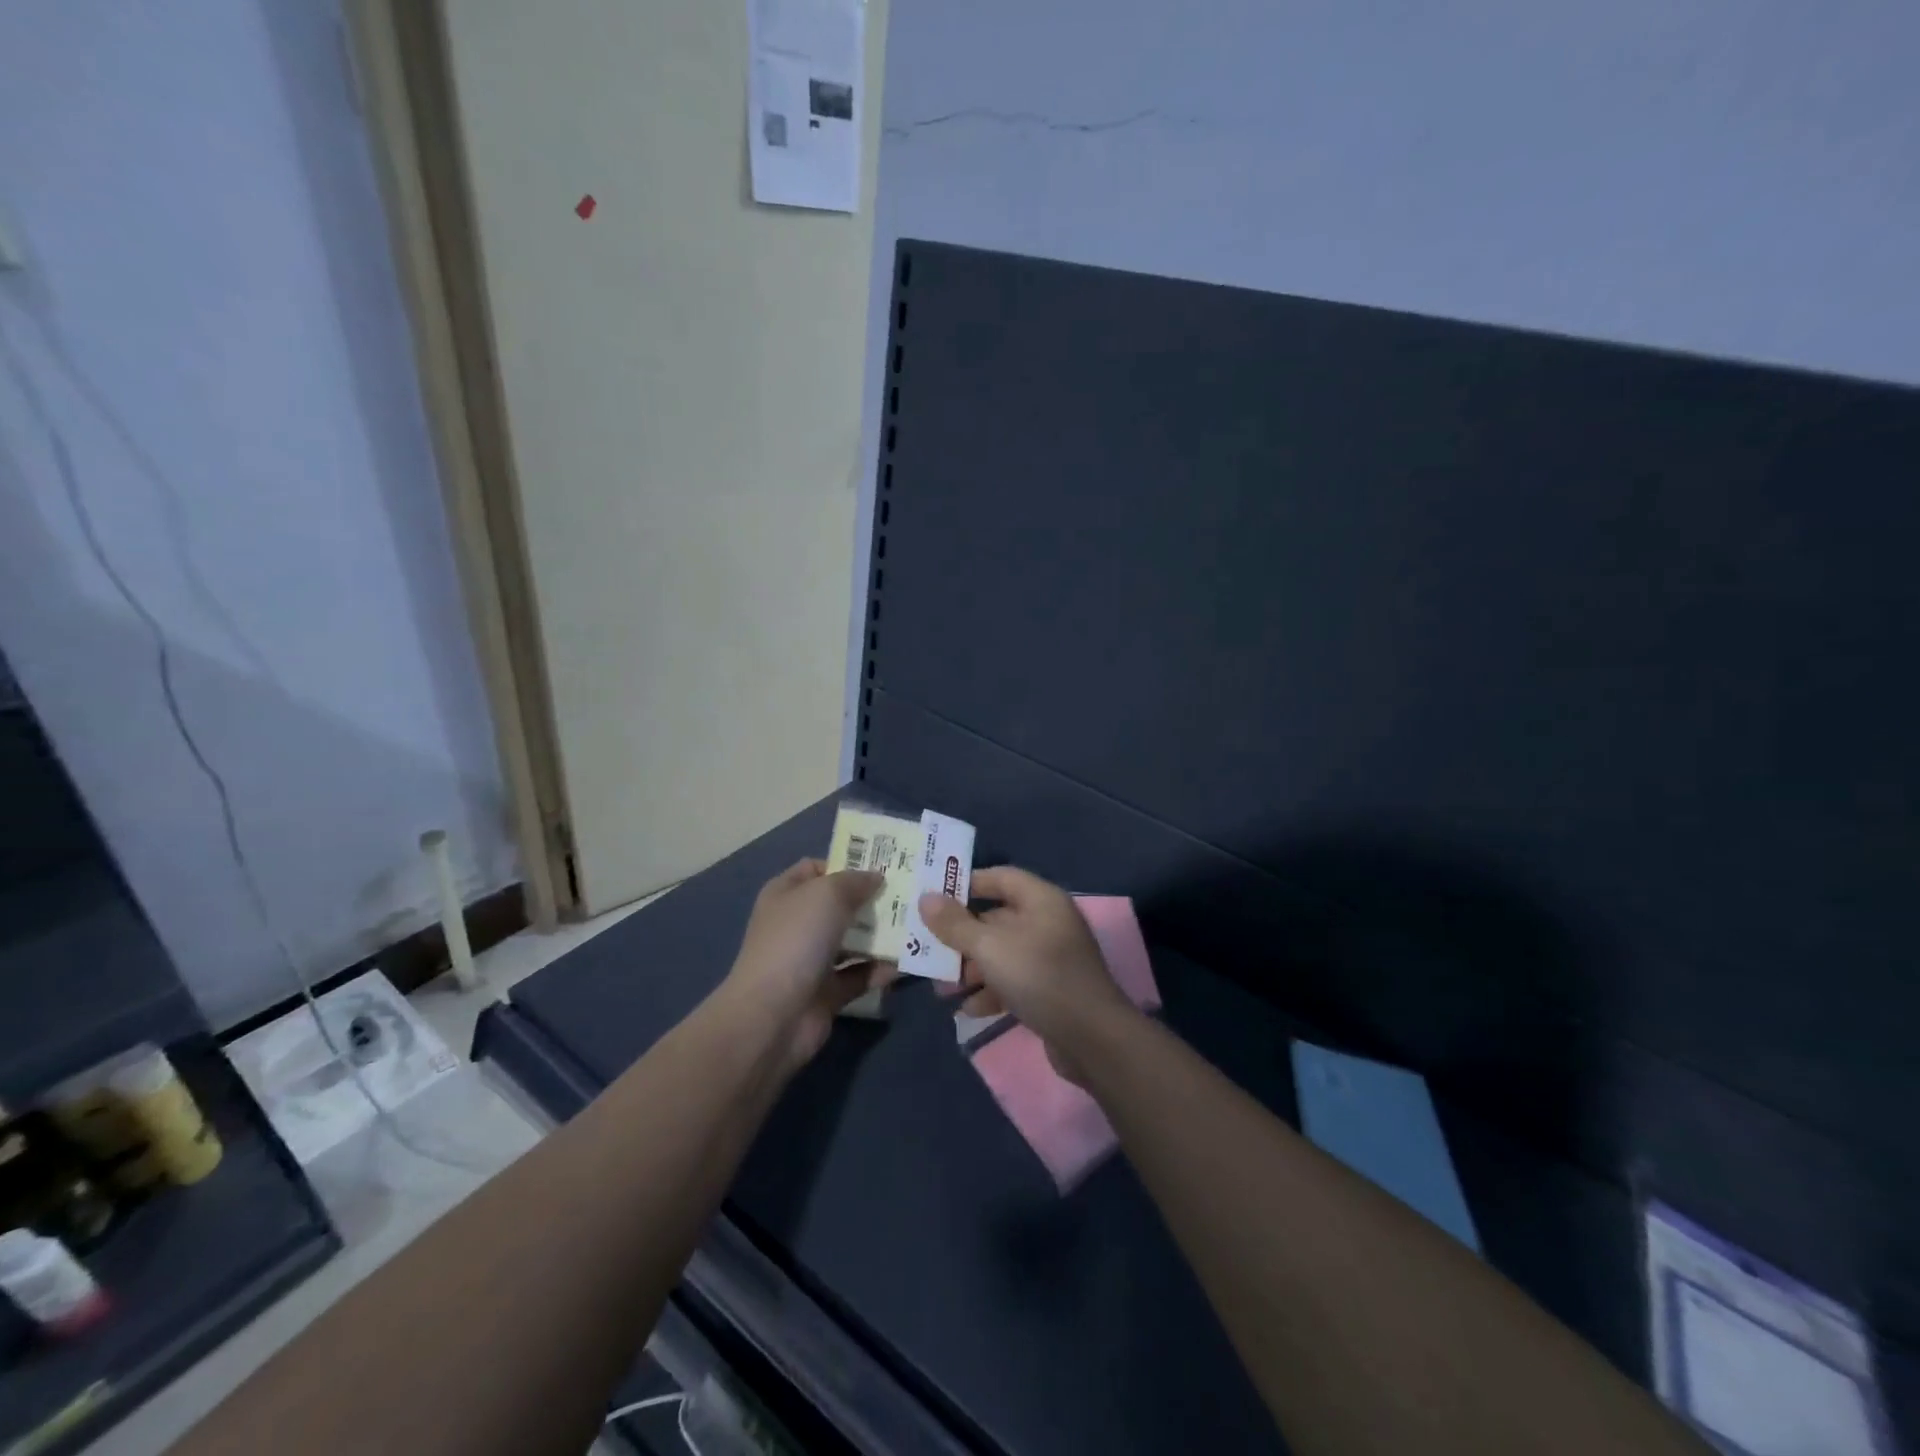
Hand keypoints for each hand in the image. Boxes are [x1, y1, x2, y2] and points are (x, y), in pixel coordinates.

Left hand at [720, 859, 892, 1072]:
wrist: (774, 1016)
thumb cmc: (796, 940)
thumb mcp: (828, 894)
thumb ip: (855, 880)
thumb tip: (876, 877)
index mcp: (787, 894)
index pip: (817, 868)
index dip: (847, 863)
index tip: (884, 864)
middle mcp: (798, 923)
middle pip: (840, 904)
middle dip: (872, 898)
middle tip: (911, 892)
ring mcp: (812, 959)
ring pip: (853, 940)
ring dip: (882, 934)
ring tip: (917, 923)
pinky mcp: (827, 992)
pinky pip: (860, 974)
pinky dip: (881, 969)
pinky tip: (908, 961)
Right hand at [917, 867, 1139, 1081]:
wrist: (1092, 1038)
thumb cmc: (1039, 976)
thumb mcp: (990, 947)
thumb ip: (956, 924)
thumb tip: (926, 898)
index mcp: (1041, 900)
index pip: (1000, 877)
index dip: (967, 883)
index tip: (934, 898)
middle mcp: (1048, 922)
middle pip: (996, 919)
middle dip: (961, 937)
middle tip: (928, 950)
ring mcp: (1051, 958)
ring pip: (1001, 954)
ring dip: (971, 969)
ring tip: (942, 989)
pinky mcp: (1051, 990)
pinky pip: (1013, 982)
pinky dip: (991, 992)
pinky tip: (969, 1010)